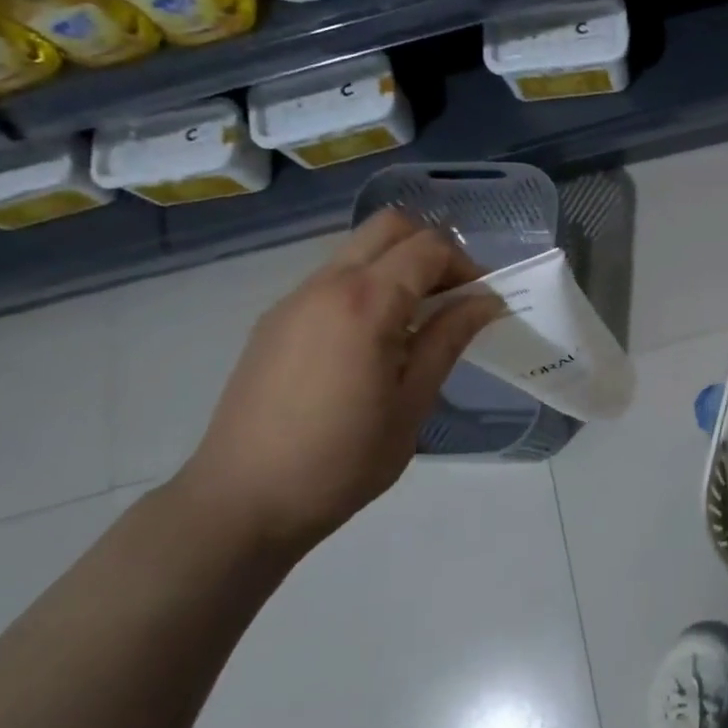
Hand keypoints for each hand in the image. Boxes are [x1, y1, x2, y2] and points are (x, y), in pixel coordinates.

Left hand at [171, 212, 503, 557]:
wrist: (242, 500)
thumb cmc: (342, 460)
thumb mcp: (412, 403)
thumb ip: (448, 340)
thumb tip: (485, 301)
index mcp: (366, 303)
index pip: (428, 247)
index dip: (465, 266)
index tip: (482, 302)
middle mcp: (326, 285)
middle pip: (390, 227)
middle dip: (431, 249)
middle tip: (451, 298)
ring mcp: (294, 299)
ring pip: (357, 250)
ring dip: (397, 267)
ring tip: (414, 324)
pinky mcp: (275, 321)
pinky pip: (332, 280)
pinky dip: (365, 287)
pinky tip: (371, 344)